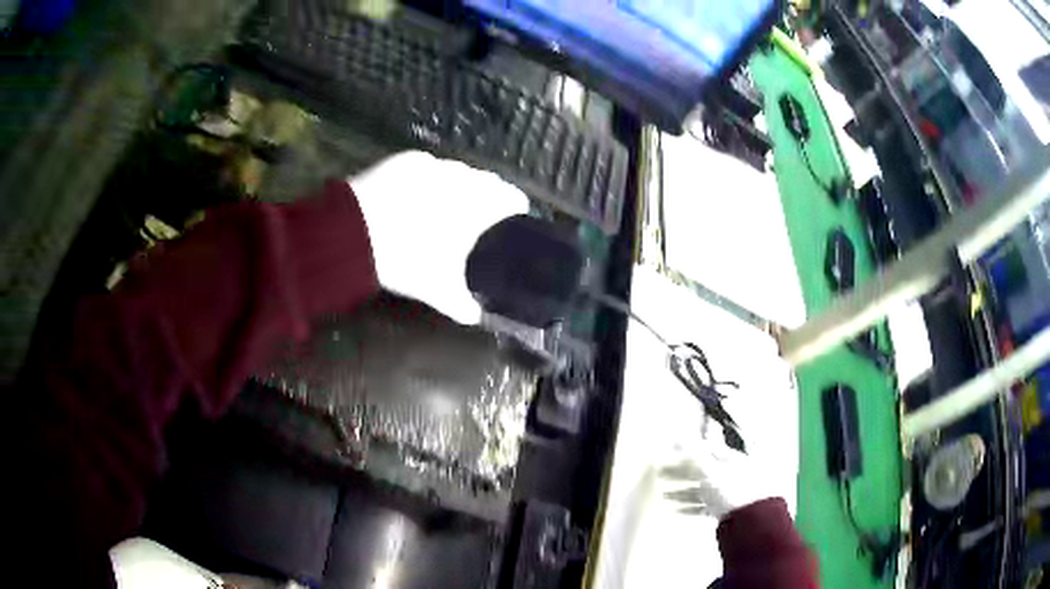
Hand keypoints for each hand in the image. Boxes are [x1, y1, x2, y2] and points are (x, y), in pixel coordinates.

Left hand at [349, 151, 528, 323]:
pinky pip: (427, 167)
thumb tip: (476, 317)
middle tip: (479, 217)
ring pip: (456, 172)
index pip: (511, 197)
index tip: (515, 217)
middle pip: (485, 181)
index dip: (516, 207)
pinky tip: (415, 196)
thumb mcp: (437, 289)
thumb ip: (463, 305)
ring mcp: (432, 163)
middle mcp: (461, 177)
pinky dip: (428, 179)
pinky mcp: (405, 159)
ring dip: (457, 186)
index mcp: (478, 203)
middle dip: (486, 196)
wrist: (353, 233)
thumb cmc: (406, 258)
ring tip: (445, 205)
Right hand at [658, 441, 779, 519]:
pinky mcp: (725, 510)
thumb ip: (694, 454)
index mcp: (731, 458)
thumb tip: (680, 437)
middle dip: (680, 473)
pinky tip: (678, 510)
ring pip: (701, 489)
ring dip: (682, 491)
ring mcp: (728, 493)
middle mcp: (731, 473)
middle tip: (662, 474)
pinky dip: (690, 506)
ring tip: (665, 495)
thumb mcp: (710, 470)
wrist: (750, 520)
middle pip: (701, 470)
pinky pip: (704, 505)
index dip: (686, 450)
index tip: (670, 453)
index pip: (706, 449)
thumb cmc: (732, 491)